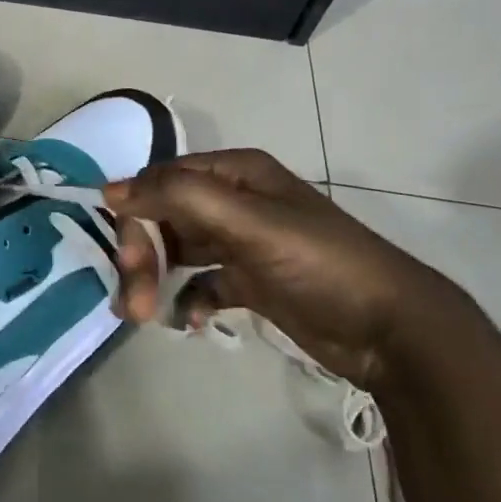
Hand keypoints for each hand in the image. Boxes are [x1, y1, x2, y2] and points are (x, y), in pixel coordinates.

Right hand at [104, 150, 454, 387]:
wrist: (389, 328)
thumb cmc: (319, 264)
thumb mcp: (250, 223)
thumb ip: (180, 198)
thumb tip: (111, 189)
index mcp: (235, 173)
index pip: (161, 182)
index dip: (135, 215)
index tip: (125, 259)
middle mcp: (234, 201)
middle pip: (164, 218)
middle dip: (144, 256)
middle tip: (133, 304)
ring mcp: (241, 242)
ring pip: (178, 251)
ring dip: (156, 279)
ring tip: (145, 316)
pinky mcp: (249, 280)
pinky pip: (201, 283)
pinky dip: (188, 300)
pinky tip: (189, 321)